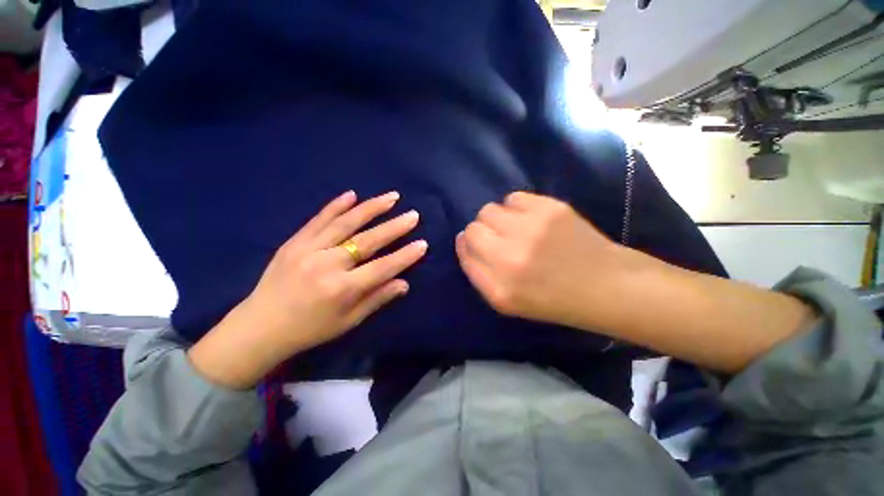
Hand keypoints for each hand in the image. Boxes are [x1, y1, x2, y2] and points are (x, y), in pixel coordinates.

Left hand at [189, 190, 427, 388]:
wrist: (265, 322)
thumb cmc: (309, 329)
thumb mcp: (345, 323)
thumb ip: (374, 301)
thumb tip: (403, 284)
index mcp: (342, 290)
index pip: (381, 268)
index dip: (404, 256)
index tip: (422, 243)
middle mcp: (328, 264)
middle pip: (366, 241)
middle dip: (393, 227)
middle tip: (413, 215)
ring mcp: (309, 249)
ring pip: (344, 223)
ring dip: (369, 208)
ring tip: (390, 197)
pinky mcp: (294, 241)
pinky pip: (318, 220)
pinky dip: (335, 206)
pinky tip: (351, 195)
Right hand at [456, 192, 629, 329]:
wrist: (603, 284)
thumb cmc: (557, 300)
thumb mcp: (512, 303)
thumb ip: (482, 275)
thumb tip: (464, 239)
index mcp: (499, 288)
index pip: (464, 252)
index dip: (469, 246)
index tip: (482, 247)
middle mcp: (509, 257)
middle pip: (474, 228)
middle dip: (484, 233)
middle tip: (504, 240)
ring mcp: (530, 229)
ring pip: (490, 209)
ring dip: (500, 218)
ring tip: (520, 229)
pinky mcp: (549, 209)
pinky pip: (514, 198)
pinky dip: (518, 207)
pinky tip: (534, 219)